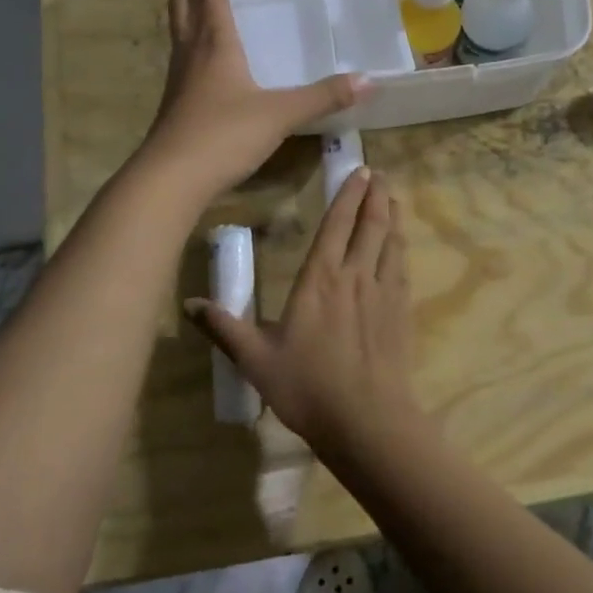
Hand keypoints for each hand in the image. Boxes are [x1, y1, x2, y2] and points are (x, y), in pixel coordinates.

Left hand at [142, 0, 365, 201]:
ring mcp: (179, 83)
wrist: (172, 179)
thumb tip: (368, 81)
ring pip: (179, 35)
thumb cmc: (224, 135)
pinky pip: (182, 63)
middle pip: (183, 9)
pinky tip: (198, 61)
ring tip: (188, 0)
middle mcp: (193, 57)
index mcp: (216, 47)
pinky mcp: (175, 108)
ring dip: (181, 12)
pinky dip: (188, 47)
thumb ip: (323, 97)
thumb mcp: (280, 115)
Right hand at [185, 168, 417, 453]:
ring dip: (392, 217)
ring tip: (394, 199)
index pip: (336, 224)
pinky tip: (401, 246)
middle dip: (375, 196)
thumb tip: (189, 303)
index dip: (347, 195)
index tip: (358, 171)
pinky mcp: (402, 314)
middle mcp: (356, 276)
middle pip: (370, 225)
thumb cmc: (308, 388)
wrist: (367, 421)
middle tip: (378, 174)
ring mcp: (384, 294)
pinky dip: (401, 249)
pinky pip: (403, 269)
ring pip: (391, 242)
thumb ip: (224, 328)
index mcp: (320, 279)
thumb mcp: (255, 359)